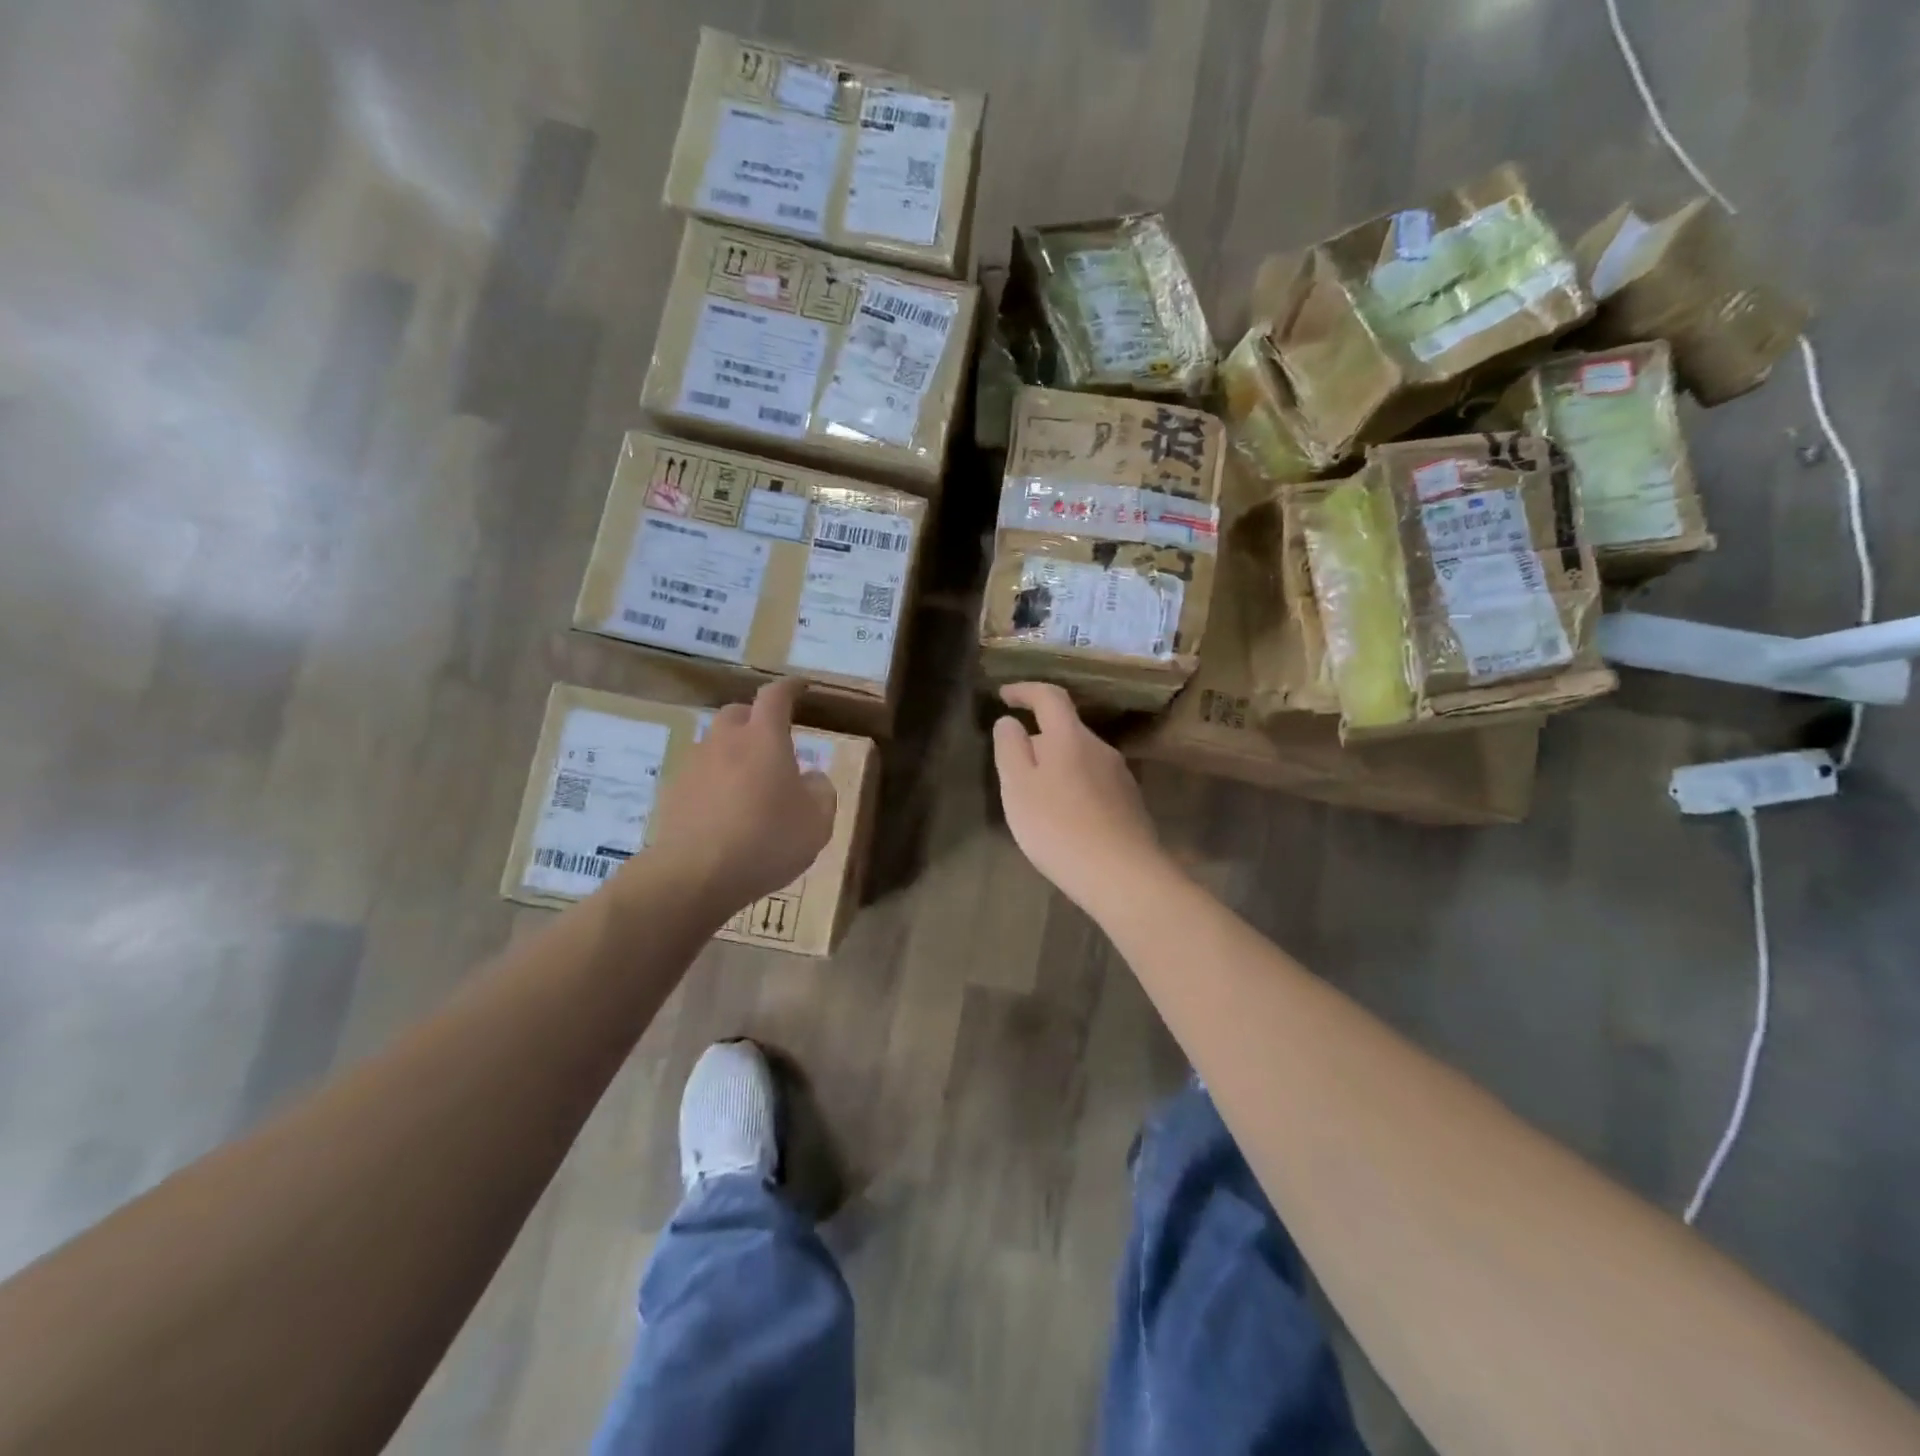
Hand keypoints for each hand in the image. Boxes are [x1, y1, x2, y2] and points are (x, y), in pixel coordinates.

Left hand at [643, 679, 836, 917]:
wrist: (695, 875)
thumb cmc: (766, 840)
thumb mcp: (817, 821)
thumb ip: (820, 792)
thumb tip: (811, 778)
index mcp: (764, 738)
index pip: (776, 696)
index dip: (790, 688)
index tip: (801, 687)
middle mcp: (725, 741)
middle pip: (737, 714)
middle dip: (756, 719)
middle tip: (772, 741)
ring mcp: (693, 766)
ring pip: (715, 745)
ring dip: (733, 754)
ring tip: (748, 783)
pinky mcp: (672, 794)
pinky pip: (699, 777)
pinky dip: (714, 783)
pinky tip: (724, 812)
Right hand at [990, 683, 1166, 914]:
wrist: (1122, 875)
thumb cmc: (1058, 827)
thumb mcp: (1018, 786)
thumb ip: (1010, 748)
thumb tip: (1010, 722)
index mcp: (1070, 737)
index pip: (1049, 696)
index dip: (1025, 690)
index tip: (1004, 695)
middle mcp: (1100, 748)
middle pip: (1066, 729)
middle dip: (1039, 738)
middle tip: (1014, 765)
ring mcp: (1120, 776)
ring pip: (1081, 758)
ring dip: (1058, 766)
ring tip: (1038, 797)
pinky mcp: (1130, 804)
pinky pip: (1095, 783)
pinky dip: (1075, 788)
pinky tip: (1066, 818)